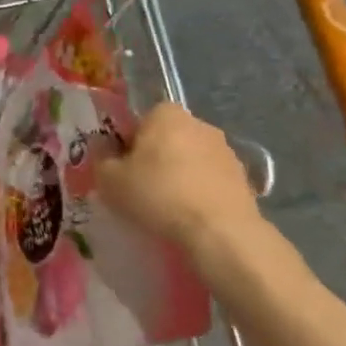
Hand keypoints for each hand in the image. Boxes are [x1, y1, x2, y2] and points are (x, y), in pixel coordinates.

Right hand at [98, 103, 263, 252]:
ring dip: (179, 176)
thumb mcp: (109, 180)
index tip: (122, 169)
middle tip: (140, 188)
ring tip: (166, 207)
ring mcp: (226, 150)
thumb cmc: (158, 195)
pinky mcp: (244, 177)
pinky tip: (190, 216)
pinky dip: (200, 193)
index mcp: (166, 114)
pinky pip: (210, 181)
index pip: (139, 120)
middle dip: (154, 159)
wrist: (220, 231)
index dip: (127, 144)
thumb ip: (101, 159)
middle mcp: (199, 123)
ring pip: (190, 160)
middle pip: (166, 138)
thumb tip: (104, 152)